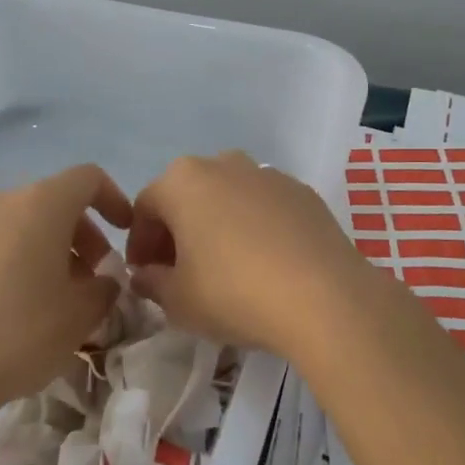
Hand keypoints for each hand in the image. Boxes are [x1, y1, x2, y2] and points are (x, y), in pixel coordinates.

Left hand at [0, 164, 132, 419]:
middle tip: (97, 276)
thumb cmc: (20, 331)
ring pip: (28, 223)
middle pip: (57, 200)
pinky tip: (27, 307)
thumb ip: (106, 287)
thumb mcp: (82, 313)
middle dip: (86, 233)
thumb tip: (104, 280)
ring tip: (65, 297)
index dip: (115, 200)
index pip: (89, 178)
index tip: (126, 235)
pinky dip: (25, 260)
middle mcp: (6, 202)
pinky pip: (2, 243)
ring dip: (56, 249)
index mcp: (42, 203)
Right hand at [126, 152, 377, 359]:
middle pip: (187, 196)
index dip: (140, 244)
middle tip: (180, 272)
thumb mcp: (177, 301)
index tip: (145, 276)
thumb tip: (146, 275)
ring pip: (228, 197)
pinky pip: (264, 207)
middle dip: (177, 231)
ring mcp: (267, 174)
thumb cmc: (234, 293)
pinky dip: (255, 227)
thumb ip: (152, 283)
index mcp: (182, 181)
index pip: (145, 208)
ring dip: (217, 225)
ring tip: (225, 266)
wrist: (324, 297)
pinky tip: (265, 263)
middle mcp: (222, 164)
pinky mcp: (303, 192)